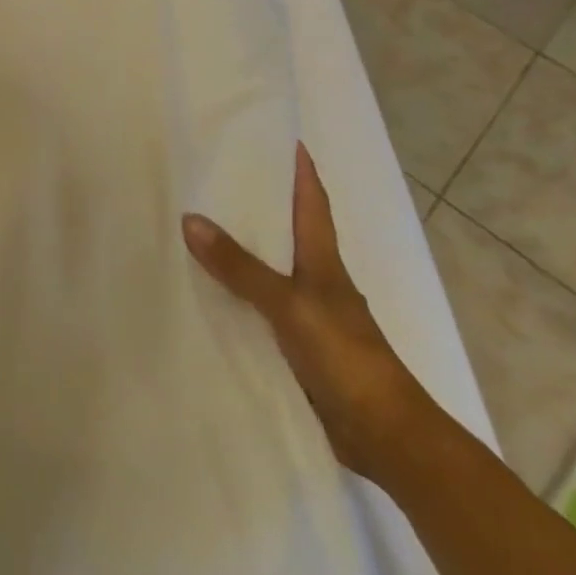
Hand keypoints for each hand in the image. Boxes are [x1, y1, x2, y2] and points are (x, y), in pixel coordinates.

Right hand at [182, 144, 433, 483]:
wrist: (385, 435)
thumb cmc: (346, 357)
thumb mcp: (290, 304)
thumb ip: (241, 266)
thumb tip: (190, 219)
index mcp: (324, 262)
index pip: (312, 204)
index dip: (301, 171)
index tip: (283, 139)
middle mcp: (317, 281)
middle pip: (287, 231)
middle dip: (259, 203)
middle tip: (216, 176)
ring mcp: (307, 315)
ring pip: (269, 269)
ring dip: (242, 249)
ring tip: (198, 225)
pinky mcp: (296, 346)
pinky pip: (257, 306)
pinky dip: (235, 292)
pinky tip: (206, 290)